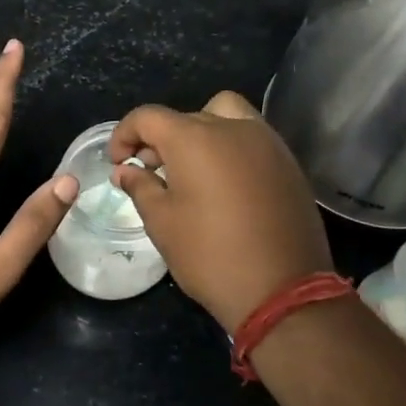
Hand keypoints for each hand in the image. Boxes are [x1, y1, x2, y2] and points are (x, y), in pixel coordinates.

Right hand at [109, 91, 332, 334]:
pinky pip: (252, 137)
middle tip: (151, 172)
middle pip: (186, 116)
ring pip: (225, 115)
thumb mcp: (162, 223)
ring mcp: (266, 142)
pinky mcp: (288, 163)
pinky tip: (225, 184)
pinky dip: (231, 147)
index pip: (148, 117)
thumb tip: (125, 170)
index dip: (124, 135)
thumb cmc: (210, 255)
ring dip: (201, 132)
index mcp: (194, 138)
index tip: (118, 163)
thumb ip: (140, 186)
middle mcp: (232, 128)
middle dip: (161, 139)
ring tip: (192, 170)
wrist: (282, 290)